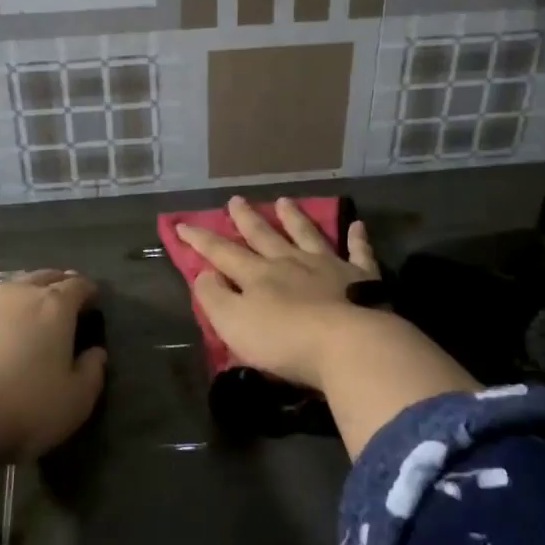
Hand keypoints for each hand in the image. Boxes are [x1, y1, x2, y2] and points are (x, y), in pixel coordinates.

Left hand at [0, 271, 106, 467]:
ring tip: (21, 318)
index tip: (93, 299)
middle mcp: (14, 295)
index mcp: (53, 307)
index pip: (78, 286)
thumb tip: (96, 353)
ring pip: (4, 293)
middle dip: (55, 284)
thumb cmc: (21, 408)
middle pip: (41, 278)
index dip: (88, 290)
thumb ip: (91, 373)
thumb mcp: (74, 402)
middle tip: (62, 298)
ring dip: (17, 300)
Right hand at [175, 196, 380, 391]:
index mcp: (257, 275)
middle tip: (236, 200)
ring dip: (294, 218)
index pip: (222, 252)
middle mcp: (290, 262)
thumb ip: (215, 297)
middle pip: (264, 236)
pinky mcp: (361, 278)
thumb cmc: (284, 340)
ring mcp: (328, 267)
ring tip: (284, 201)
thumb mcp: (233, 323)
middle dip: (246, 219)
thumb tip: (205, 273)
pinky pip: (358, 252)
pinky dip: (357, 238)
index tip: (182, 224)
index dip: (200, 240)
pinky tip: (357, 225)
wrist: (348, 344)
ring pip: (307, 235)